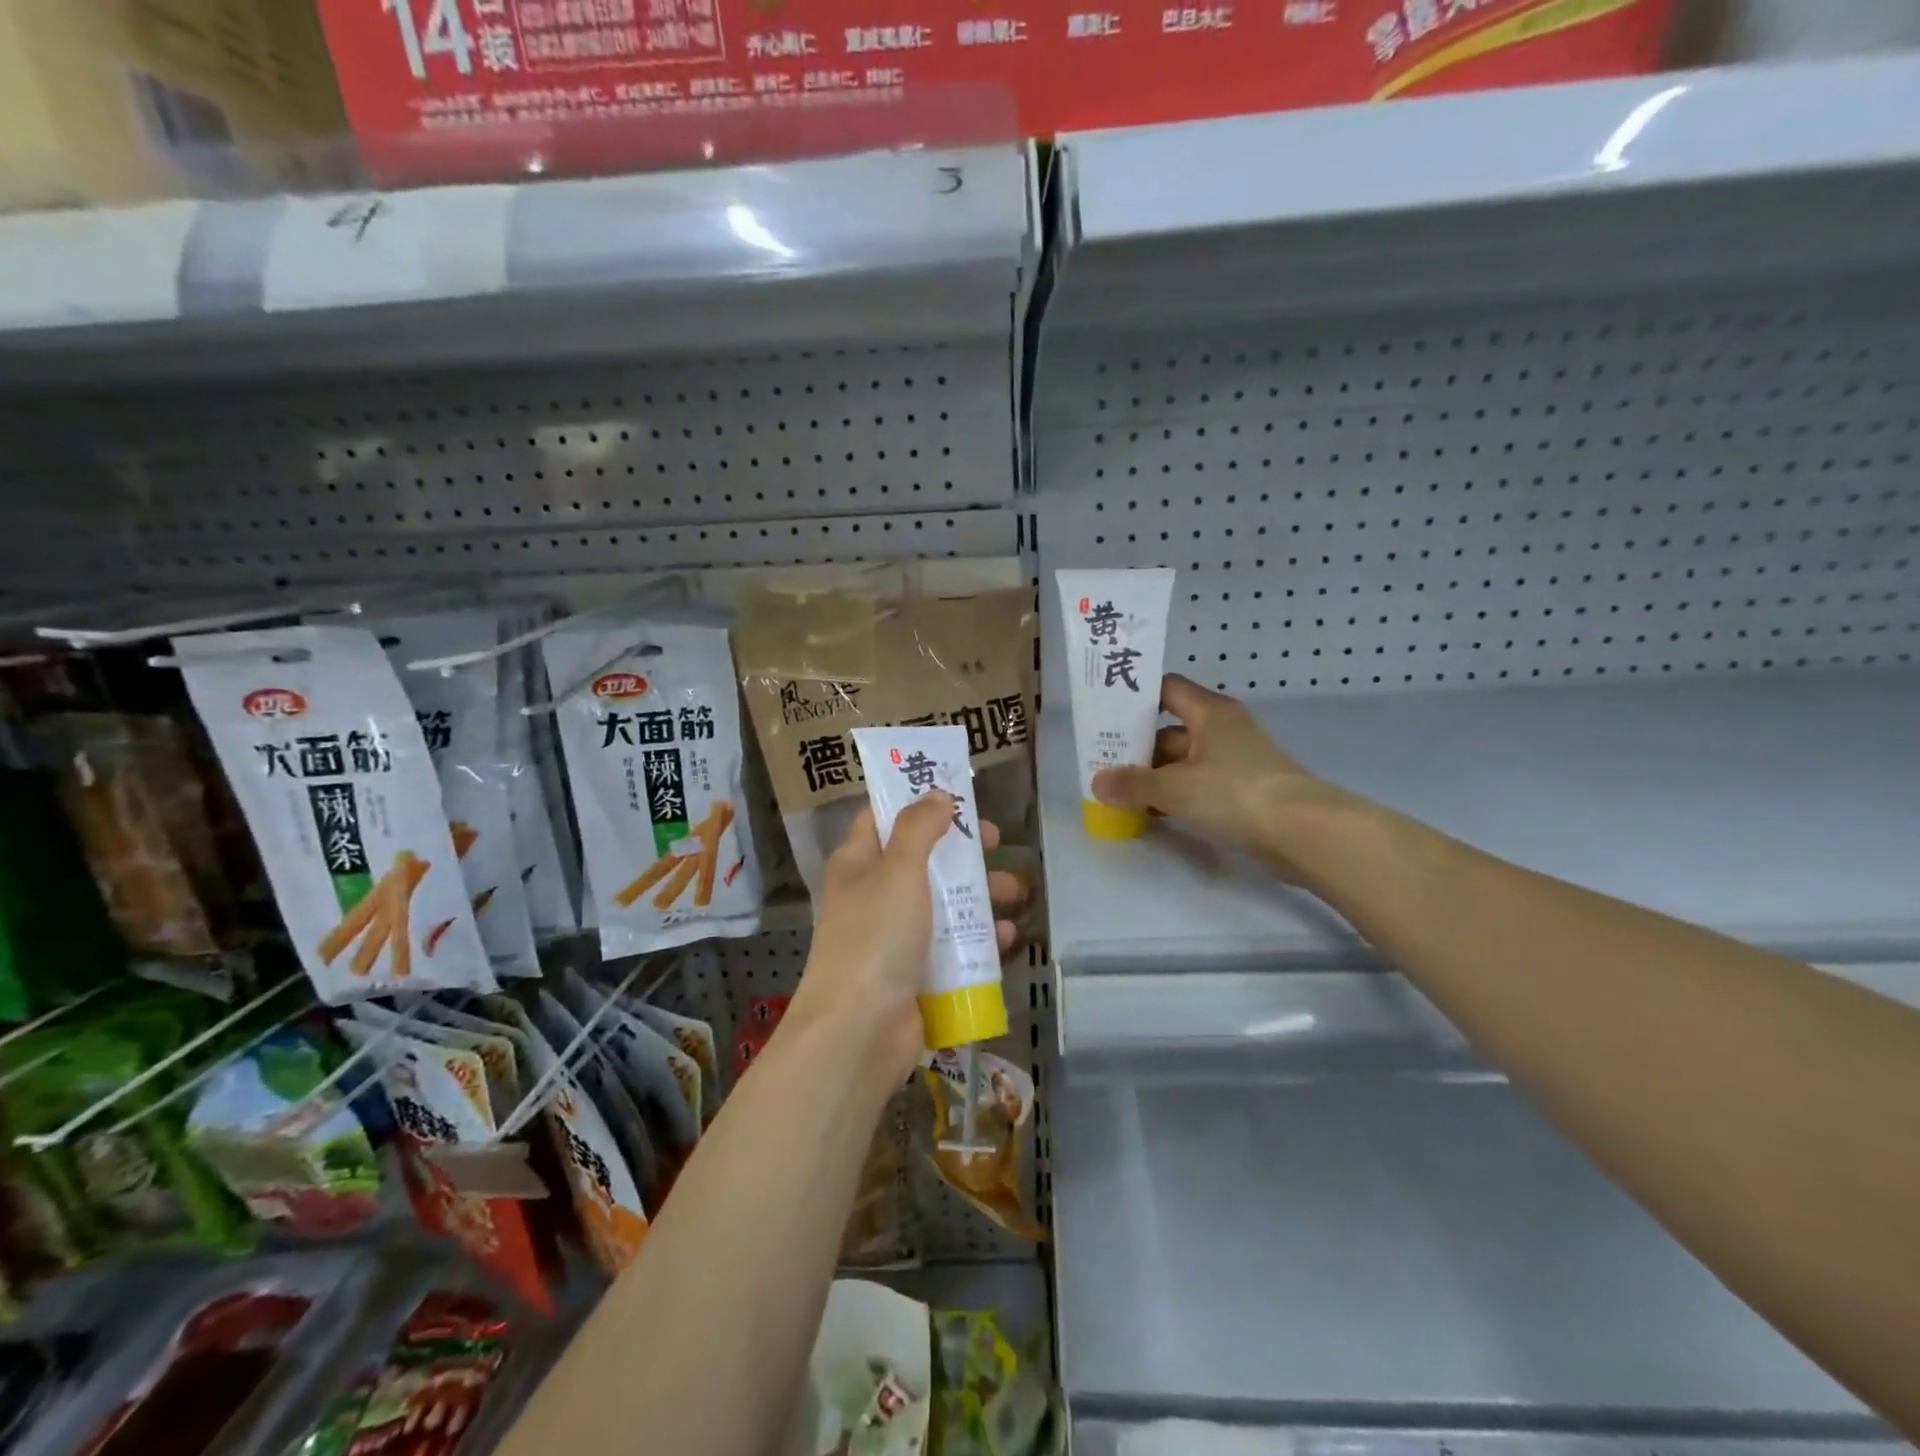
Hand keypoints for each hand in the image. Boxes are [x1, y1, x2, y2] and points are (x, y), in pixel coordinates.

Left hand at [791, 794, 1026, 1080]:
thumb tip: (937, 794)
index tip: (958, 793)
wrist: (859, 1031)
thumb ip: (919, 827)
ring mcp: (895, 936)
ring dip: (980, 894)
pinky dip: (980, 938)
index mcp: (858, 863)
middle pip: (924, 859)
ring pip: (944, 902)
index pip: (883, 817)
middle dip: (963, 851)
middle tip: (997, 843)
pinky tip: (1007, 937)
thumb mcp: (898, 869)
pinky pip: (953, 945)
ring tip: (1015, 894)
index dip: (917, 800)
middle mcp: (874, 894)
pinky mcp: (916, 972)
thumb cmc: (876, 937)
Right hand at [1090, 674, 1366, 881]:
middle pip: (1171, 728)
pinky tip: (1155, 813)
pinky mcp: (1245, 789)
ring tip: (1121, 793)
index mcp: (1209, 712)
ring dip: (1156, 775)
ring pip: (1184, 760)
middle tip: (1103, 763)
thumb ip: (1133, 784)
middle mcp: (1223, 728)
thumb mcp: (1175, 788)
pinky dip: (1177, 794)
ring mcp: (1236, 760)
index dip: (1136, 698)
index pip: (1166, 689)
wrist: (1304, 833)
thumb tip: (1097, 782)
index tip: (1106, 715)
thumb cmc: (1235, 794)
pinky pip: (1200, 783)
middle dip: (1138, 747)